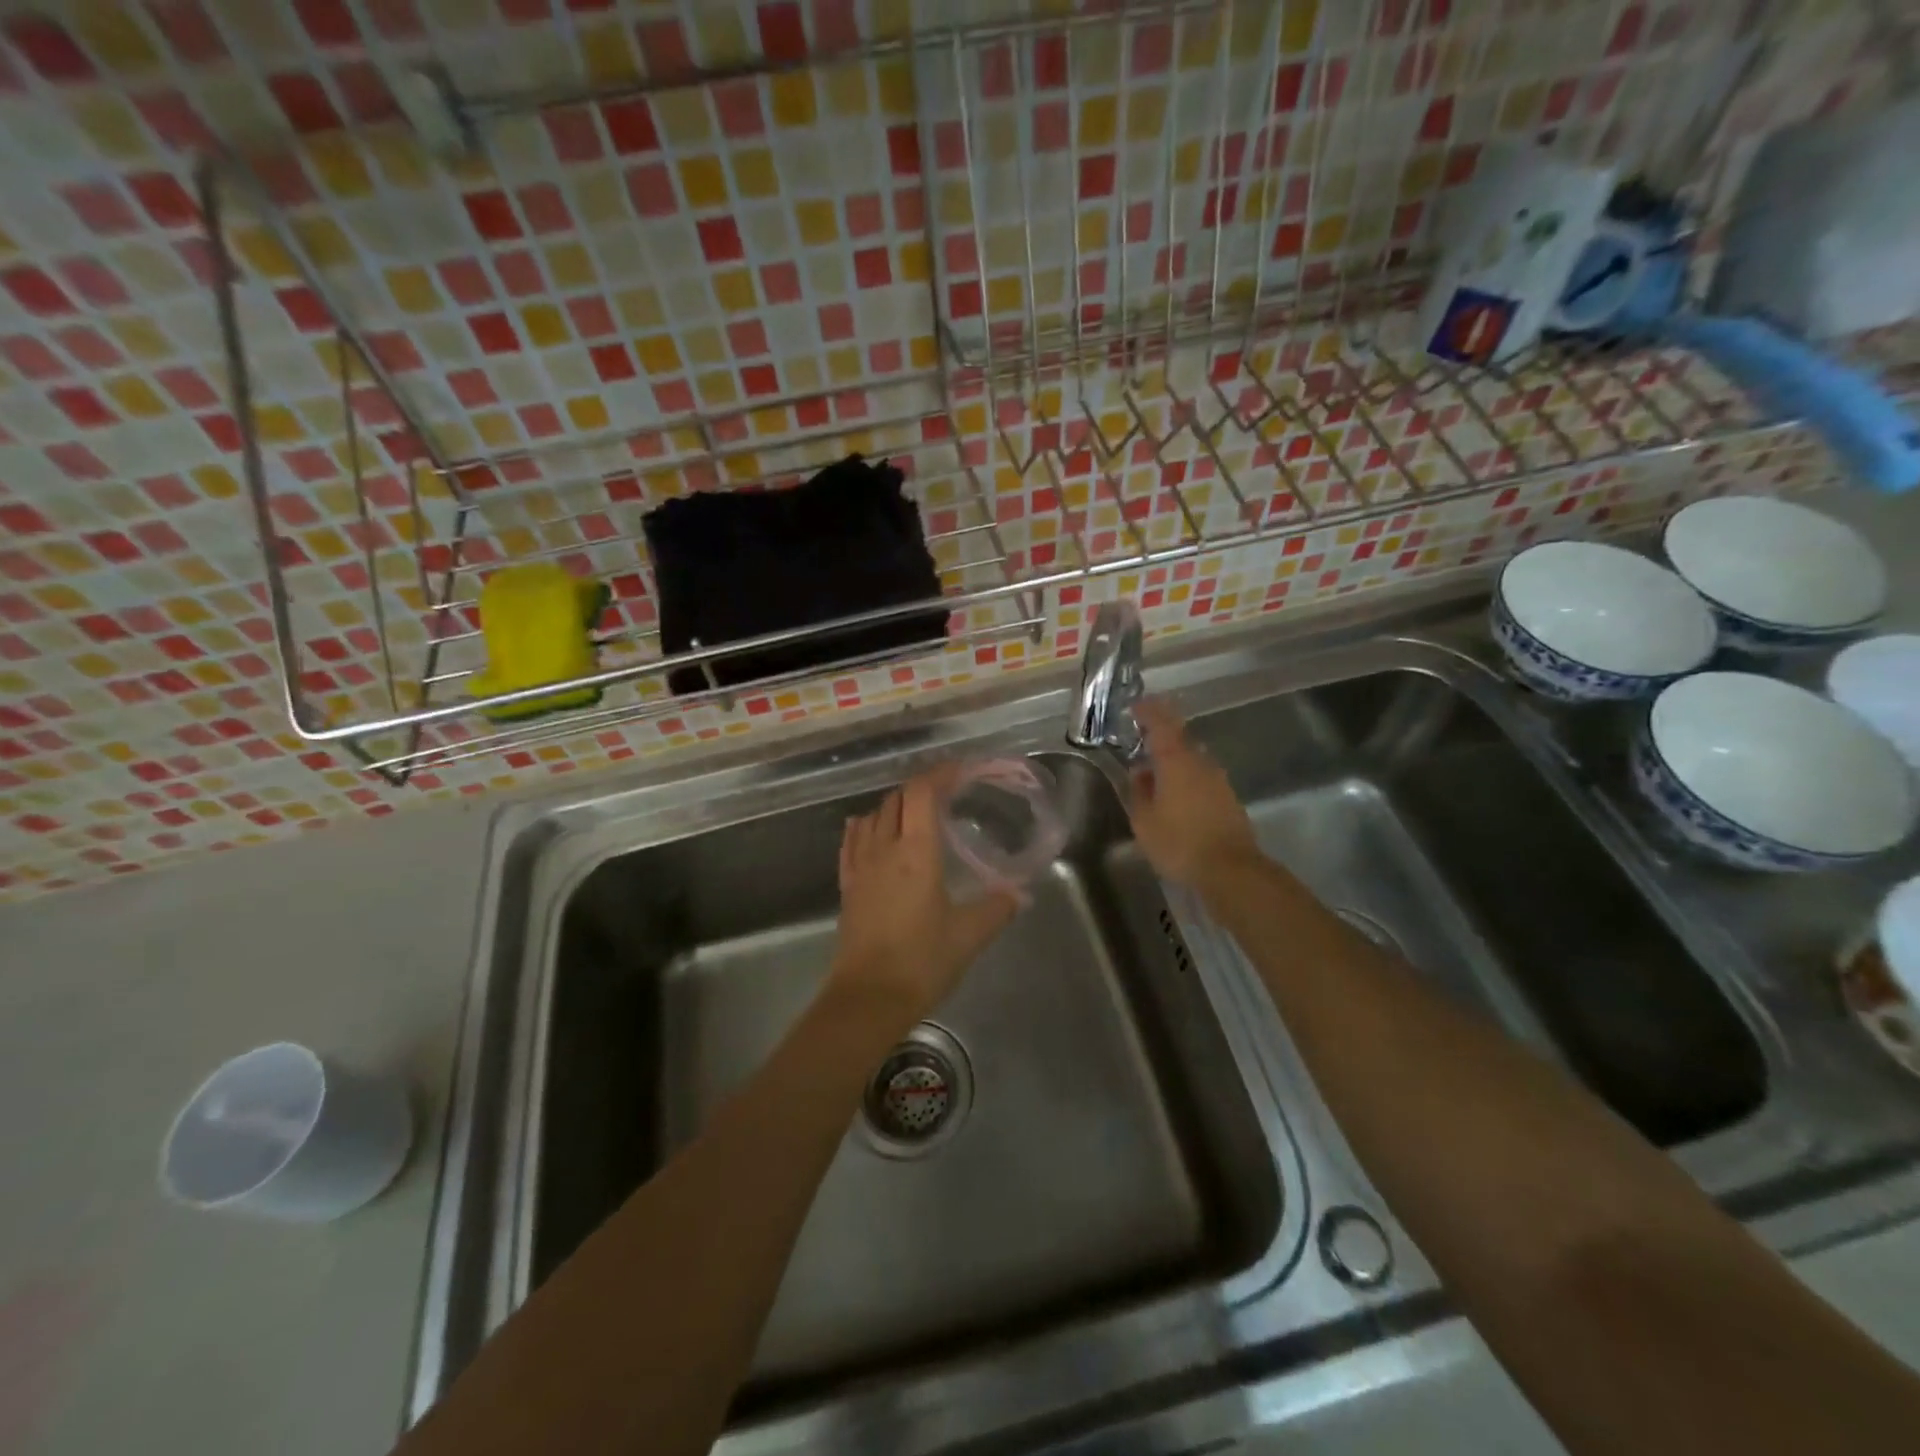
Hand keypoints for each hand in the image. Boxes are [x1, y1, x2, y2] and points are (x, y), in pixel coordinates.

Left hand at [833, 770, 1017, 1018]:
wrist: (868, 998)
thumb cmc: (922, 961)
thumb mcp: (969, 935)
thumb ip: (997, 909)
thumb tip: (1019, 894)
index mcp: (916, 853)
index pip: (921, 793)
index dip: (939, 774)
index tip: (959, 770)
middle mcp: (885, 849)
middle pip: (896, 800)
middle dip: (920, 788)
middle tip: (946, 793)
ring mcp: (861, 867)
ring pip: (873, 817)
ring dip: (894, 805)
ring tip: (914, 812)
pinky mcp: (848, 886)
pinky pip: (852, 842)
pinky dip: (864, 826)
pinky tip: (869, 829)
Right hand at [1128, 699, 1261, 885]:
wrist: (1231, 870)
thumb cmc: (1179, 843)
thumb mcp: (1144, 821)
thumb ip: (1138, 792)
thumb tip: (1139, 772)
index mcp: (1176, 761)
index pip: (1161, 725)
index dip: (1149, 712)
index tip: (1136, 705)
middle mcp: (1200, 763)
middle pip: (1180, 739)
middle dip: (1161, 734)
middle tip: (1142, 737)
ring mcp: (1218, 780)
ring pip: (1192, 759)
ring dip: (1174, 758)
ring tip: (1156, 770)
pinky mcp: (1228, 798)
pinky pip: (1202, 777)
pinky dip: (1187, 777)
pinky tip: (1176, 794)